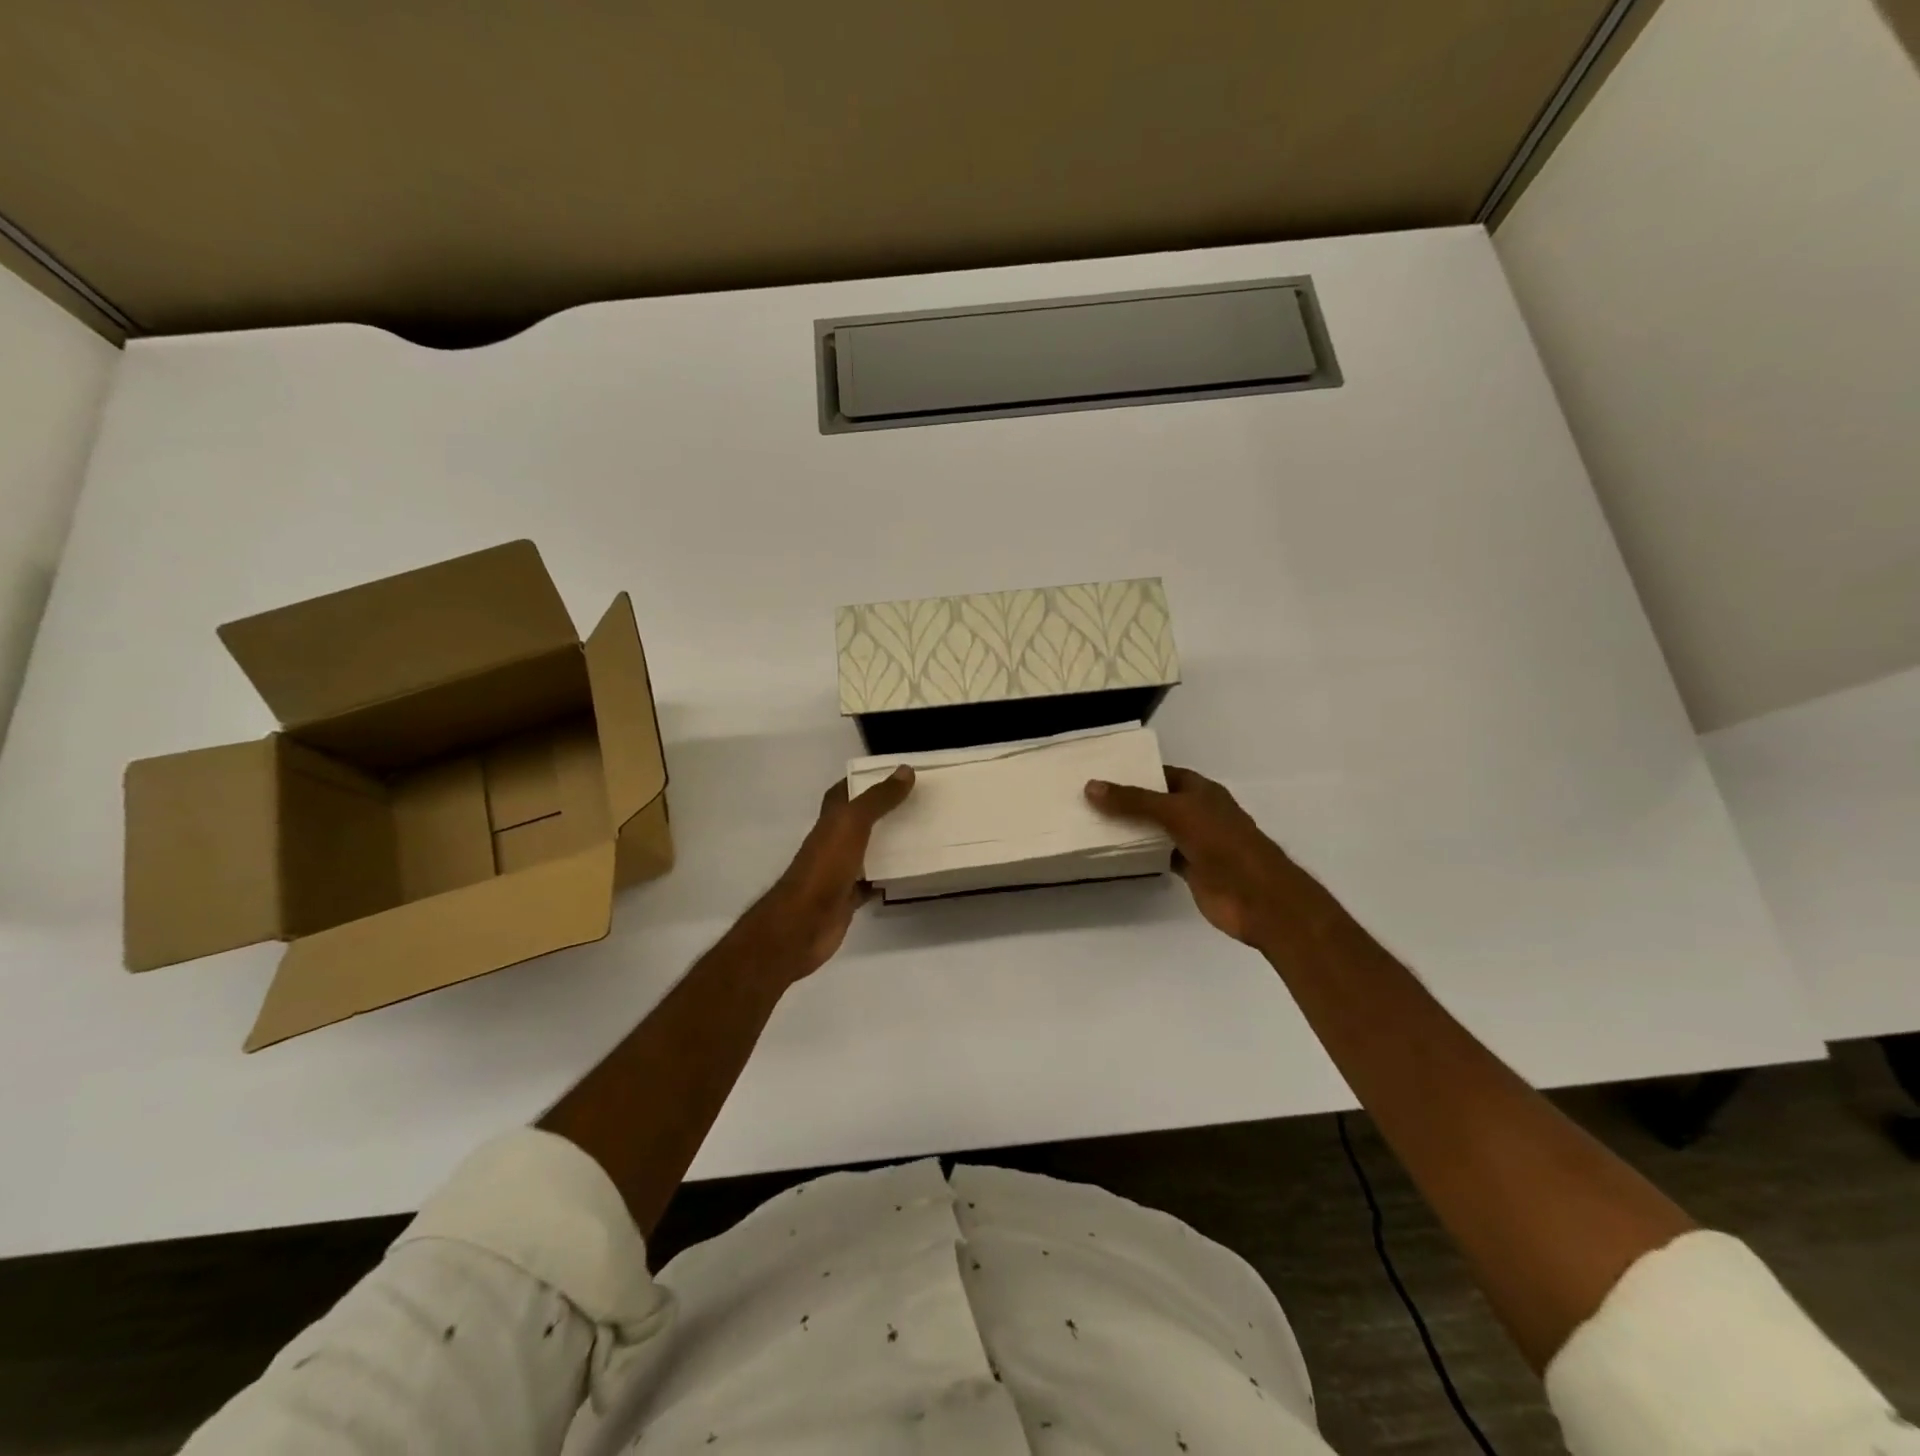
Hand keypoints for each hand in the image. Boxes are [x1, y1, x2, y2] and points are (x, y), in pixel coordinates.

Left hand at [741, 767, 915, 982]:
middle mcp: (834, 842)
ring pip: (870, 851)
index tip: (896, 775)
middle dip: (886, 811)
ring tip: (925, 834)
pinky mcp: (849, 897)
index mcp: (830, 820)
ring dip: (891, 844)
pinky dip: (889, 877)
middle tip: (920, 803)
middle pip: (861, 821)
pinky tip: (912, 873)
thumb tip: (904, 770)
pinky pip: (874, 882)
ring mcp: (841, 871)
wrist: (803, 923)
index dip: (864, 781)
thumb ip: (878, 799)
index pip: (845, 792)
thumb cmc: (825, 867)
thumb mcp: (852, 824)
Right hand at [1085, 766, 1343, 949]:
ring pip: (1157, 830)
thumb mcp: (1175, 813)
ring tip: (1093, 822)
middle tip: (1089, 798)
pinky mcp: (1192, 869)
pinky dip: (1141, 854)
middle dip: (1128, 801)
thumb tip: (1091, 786)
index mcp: (1201, 791)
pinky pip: (1160, 856)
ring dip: (1132, 829)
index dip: (1137, 772)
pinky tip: (1115, 853)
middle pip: (1158, 802)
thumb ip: (1134, 801)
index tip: (1103, 773)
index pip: (1164, 774)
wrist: (1257, 897)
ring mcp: (1196, 842)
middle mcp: (1198, 813)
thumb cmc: (1222, 843)